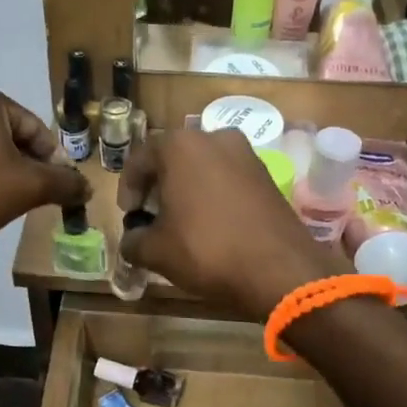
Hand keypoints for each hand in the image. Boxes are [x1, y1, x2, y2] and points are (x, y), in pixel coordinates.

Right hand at [117, 127, 344, 318]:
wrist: (279, 269)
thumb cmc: (206, 250)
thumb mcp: (156, 251)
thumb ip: (133, 240)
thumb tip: (132, 240)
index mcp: (180, 145)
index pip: (140, 159)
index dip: (128, 189)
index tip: (129, 215)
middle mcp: (214, 137)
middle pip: (173, 158)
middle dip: (158, 186)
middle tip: (151, 217)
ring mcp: (246, 154)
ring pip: (203, 167)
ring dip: (187, 189)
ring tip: (181, 222)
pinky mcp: (267, 175)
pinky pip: (228, 178)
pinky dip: (213, 195)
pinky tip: (211, 224)